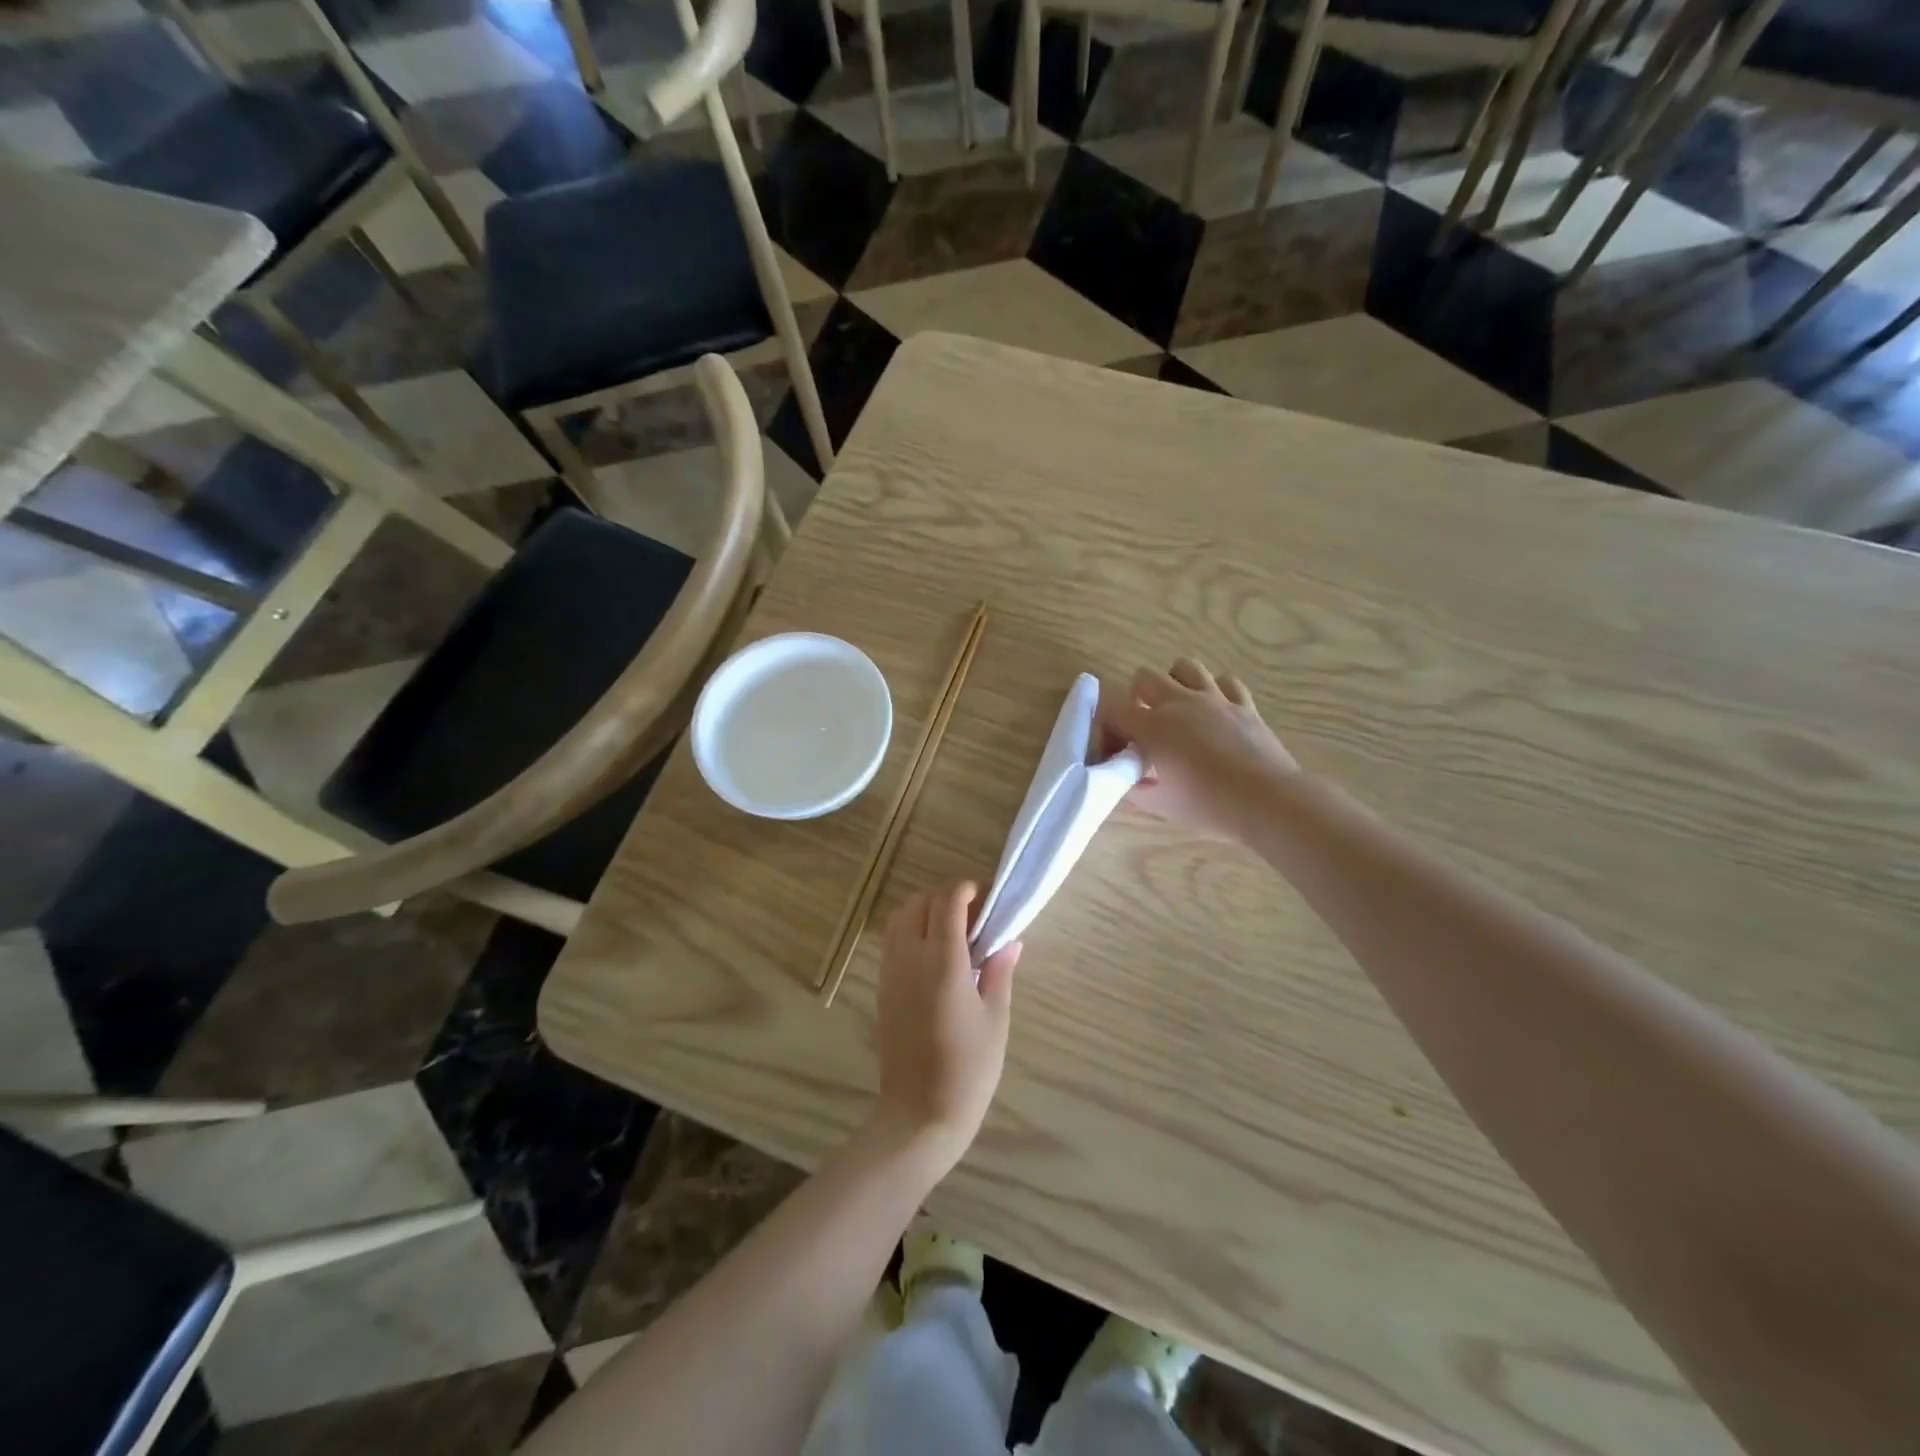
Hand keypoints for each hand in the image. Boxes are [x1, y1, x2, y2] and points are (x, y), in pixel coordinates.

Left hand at [873, 882, 1021, 1171]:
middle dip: (946, 898)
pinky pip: (892, 942)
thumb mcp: (995, 1019)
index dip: (966, 889)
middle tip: (974, 919)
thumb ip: (1000, 973)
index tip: (986, 898)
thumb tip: (1009, 941)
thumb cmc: (968, 1069)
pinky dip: (910, 932)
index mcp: (942, 960)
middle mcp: (910, 957)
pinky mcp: (882, 989)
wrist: (919, 1116)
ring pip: (900, 918)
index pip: (947, 901)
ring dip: (924, 912)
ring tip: (953, 936)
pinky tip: (935, 958)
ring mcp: (890, 973)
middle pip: (919, 902)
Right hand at [1100, 658, 1297, 841]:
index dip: (1106, 727)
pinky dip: (1216, 691)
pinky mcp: (1244, 704)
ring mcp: (1214, 699)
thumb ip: (1134, 787)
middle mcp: (1179, 702)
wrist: (1267, 801)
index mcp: (1151, 726)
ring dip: (1175, 683)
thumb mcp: (1158, 804)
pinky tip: (1215, 712)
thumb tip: (1127, 777)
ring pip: (1185, 666)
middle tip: (1145, 727)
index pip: (1111, 708)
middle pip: (1144, 676)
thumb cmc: (1207, 805)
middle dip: (1136, 697)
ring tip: (1179, 710)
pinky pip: (1226, 681)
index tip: (1116, 750)